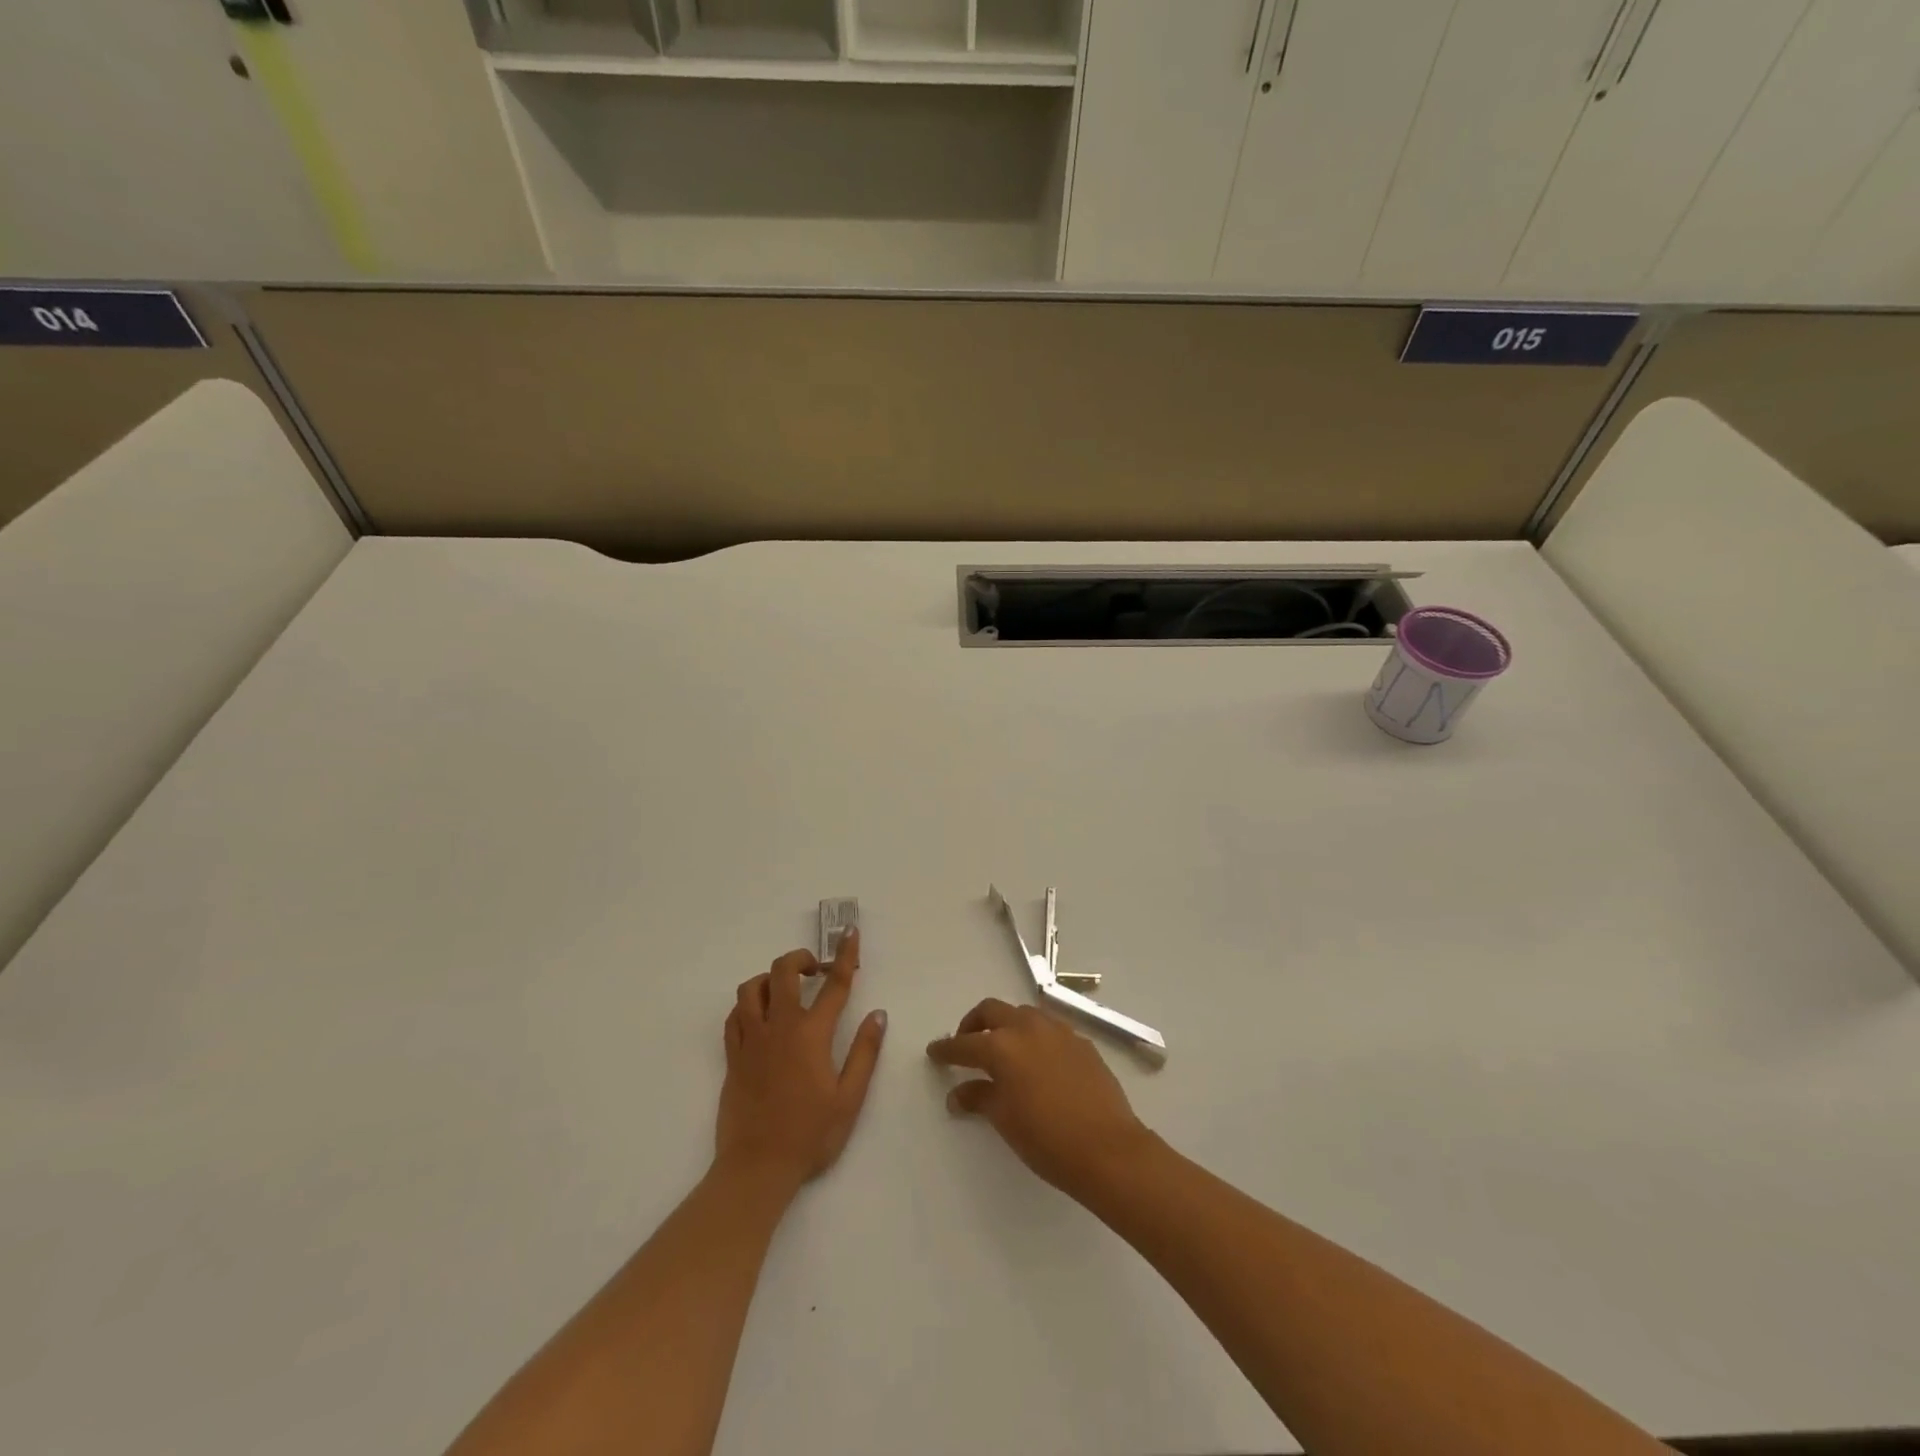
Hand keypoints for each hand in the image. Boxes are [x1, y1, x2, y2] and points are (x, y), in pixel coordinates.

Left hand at [717, 930, 886, 1189]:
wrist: (757, 1168)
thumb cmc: (811, 1135)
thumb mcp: (850, 1098)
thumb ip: (864, 1052)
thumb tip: (878, 1015)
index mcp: (811, 1034)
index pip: (834, 984)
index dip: (845, 955)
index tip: (849, 932)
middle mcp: (779, 1027)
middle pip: (783, 972)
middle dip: (801, 959)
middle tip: (816, 971)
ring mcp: (751, 1040)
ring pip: (751, 988)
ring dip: (770, 978)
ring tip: (786, 990)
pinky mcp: (732, 1056)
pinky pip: (734, 1016)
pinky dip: (748, 1005)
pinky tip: (760, 1015)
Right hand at [926, 998, 1152, 1196]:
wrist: (1108, 1149)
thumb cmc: (1047, 1139)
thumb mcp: (1005, 1120)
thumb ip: (979, 1098)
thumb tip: (958, 1093)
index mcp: (1002, 1047)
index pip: (965, 1043)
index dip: (946, 1049)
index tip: (934, 1052)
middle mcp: (1028, 1028)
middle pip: (992, 1011)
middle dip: (973, 1024)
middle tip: (966, 1044)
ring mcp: (1058, 1031)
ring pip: (1023, 1014)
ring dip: (1007, 1025)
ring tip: (1002, 1050)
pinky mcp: (1081, 1042)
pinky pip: (1049, 1029)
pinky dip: (1034, 1037)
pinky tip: (1037, 1061)